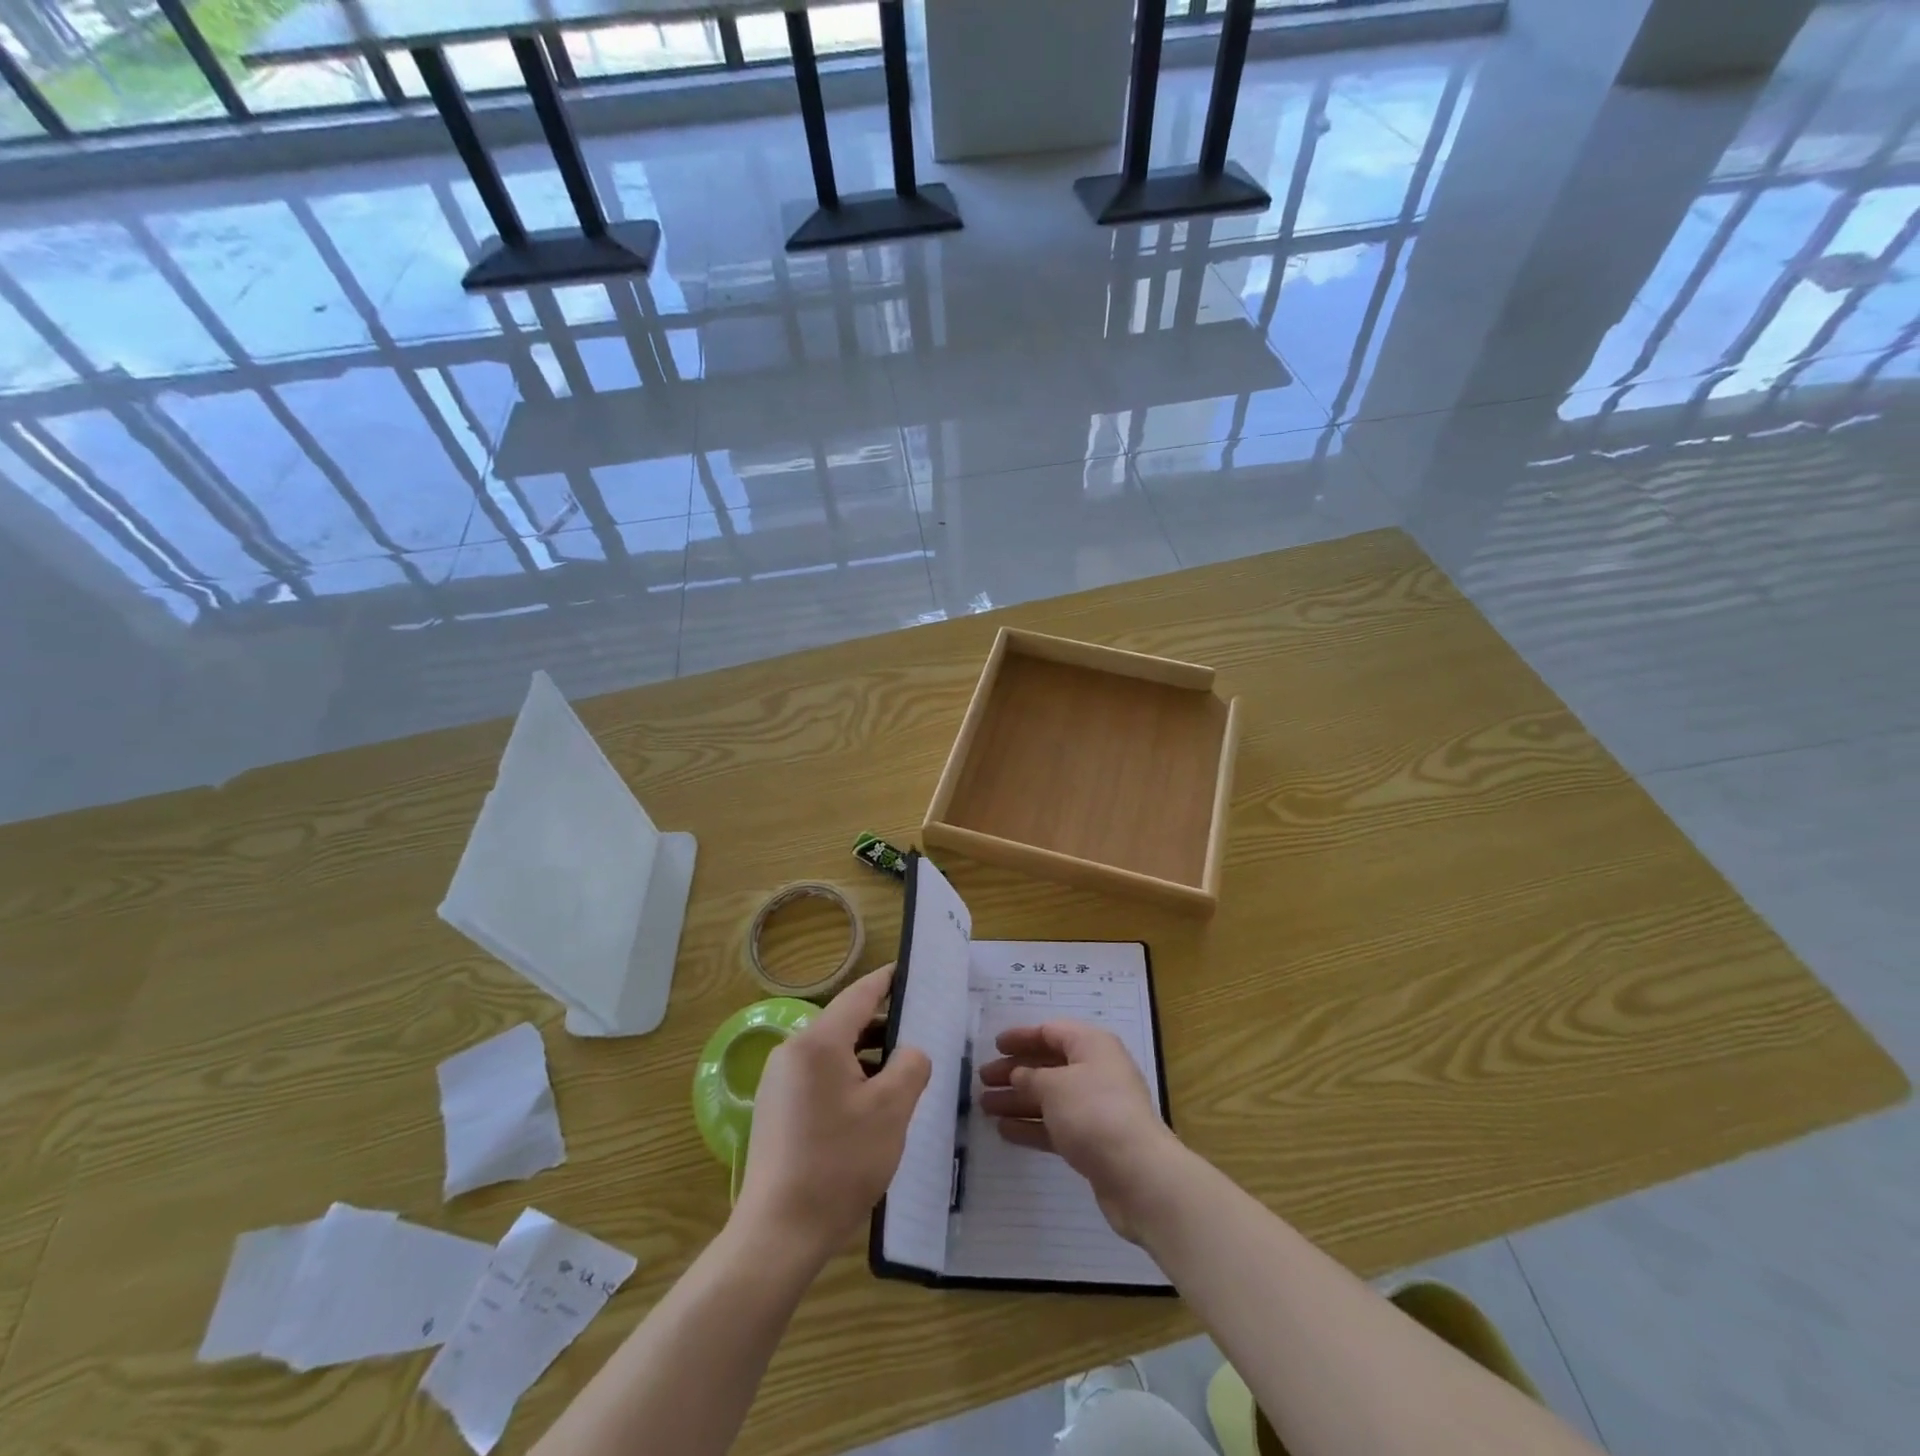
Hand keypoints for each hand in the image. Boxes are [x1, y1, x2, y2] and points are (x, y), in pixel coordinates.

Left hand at [734, 967, 931, 1267]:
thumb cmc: (839, 1163)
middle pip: (846, 1024)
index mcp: (818, 1042)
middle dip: (884, 1025)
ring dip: (868, 1056)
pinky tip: (871, 1105)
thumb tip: (909, 1052)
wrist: (778, 1234)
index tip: (910, 971)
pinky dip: (848, 1078)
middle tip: (921, 1031)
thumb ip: (910, 1066)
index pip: (859, 995)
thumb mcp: (891, 1110)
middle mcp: (792, 1052)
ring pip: (833, 1053)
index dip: (887, 981)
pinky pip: (819, 1077)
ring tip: (903, 1071)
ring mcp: (779, 1082)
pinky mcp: (776, 1109)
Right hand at [979, 1020, 1183, 1241]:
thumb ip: (1030, 1077)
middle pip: (1048, 1065)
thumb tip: (1018, 1074)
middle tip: (983, 1080)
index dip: (1021, 1037)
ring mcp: (1095, 1108)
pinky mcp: (1093, 1141)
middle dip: (1015, 1071)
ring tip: (985, 1107)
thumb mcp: (1054, 1086)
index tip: (994, 1045)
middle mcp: (1095, 1071)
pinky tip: (1004, 1131)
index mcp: (1091, 1045)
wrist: (1138, 1174)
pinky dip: (1032, 1126)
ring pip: (1049, 1097)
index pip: (1051, 1032)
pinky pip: (1056, 1125)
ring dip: (1018, 1100)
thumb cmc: (1094, 1113)